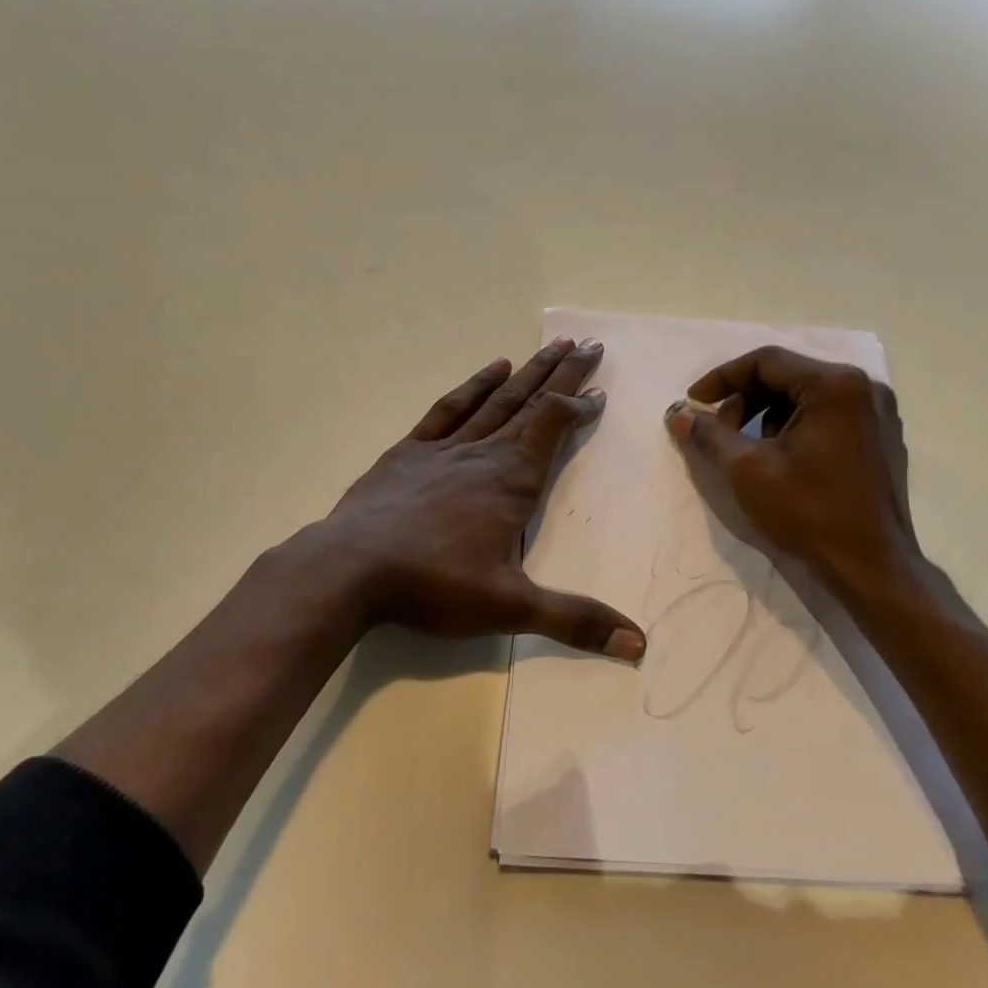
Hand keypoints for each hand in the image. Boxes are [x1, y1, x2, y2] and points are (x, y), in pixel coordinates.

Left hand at [313, 338, 645, 661]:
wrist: (349, 569)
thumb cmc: (433, 584)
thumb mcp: (510, 608)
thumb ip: (574, 621)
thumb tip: (638, 643)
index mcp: (512, 481)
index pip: (554, 427)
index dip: (580, 407)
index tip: (600, 392)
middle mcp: (485, 453)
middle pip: (531, 402)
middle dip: (563, 374)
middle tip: (588, 344)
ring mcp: (445, 447)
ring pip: (497, 400)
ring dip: (528, 372)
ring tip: (552, 345)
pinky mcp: (410, 451)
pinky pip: (450, 409)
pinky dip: (474, 386)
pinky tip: (491, 368)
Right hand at [663, 346, 932, 602]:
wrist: (873, 568)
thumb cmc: (810, 512)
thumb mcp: (747, 470)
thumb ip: (709, 435)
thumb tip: (678, 415)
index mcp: (835, 385)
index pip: (766, 362)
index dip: (722, 379)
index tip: (694, 403)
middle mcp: (863, 388)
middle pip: (788, 376)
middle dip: (744, 399)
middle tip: (717, 430)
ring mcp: (878, 414)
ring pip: (807, 397)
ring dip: (768, 414)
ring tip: (746, 448)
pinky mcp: (881, 440)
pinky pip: (828, 417)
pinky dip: (795, 427)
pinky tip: (780, 459)